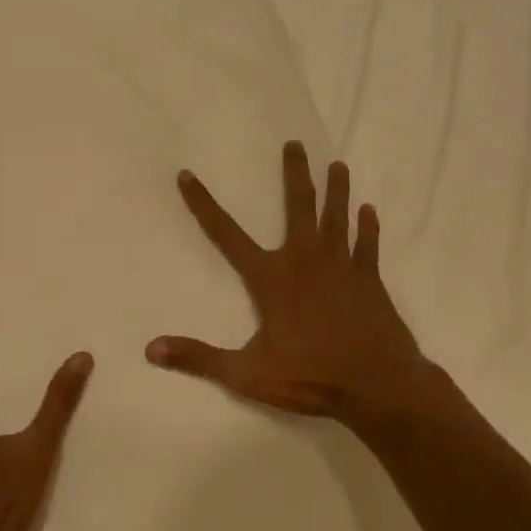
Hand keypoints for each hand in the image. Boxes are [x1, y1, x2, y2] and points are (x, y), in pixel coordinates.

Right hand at [146, 141, 441, 437]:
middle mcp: (305, 260)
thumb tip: (151, 350)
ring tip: (338, 165)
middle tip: (295, 144)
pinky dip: (368, 228)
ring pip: (337, 218)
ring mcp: (342, 267)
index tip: (188, 175)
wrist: (379, 387)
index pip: (226, 233)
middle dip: (295, 173)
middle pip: (298, 206)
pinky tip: (369, 211)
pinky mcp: (370, 281)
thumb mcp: (247, 374)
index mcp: (272, 278)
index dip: (203, 204)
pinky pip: (368, 246)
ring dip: (337, 190)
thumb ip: (200, 358)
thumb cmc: (311, 377)